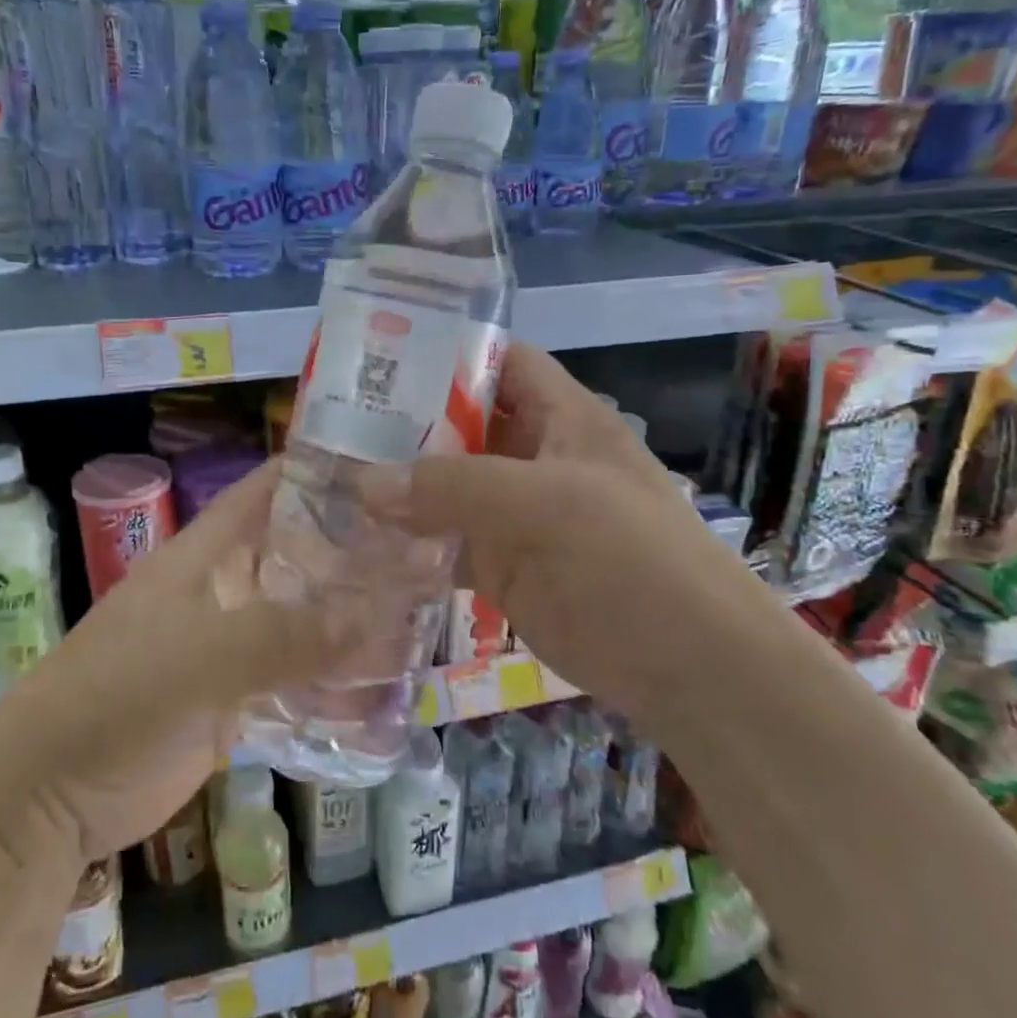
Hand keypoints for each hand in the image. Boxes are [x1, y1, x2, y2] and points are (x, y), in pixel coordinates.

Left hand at [0, 460, 391, 864]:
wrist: (48, 797)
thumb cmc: (115, 698)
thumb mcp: (200, 657)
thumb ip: (286, 636)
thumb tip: (379, 615)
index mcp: (207, 555)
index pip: (268, 490)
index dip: (322, 470)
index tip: (391, 468)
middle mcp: (224, 589)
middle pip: (298, 554)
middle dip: (357, 550)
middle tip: (432, 549)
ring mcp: (230, 645)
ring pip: (304, 618)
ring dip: (352, 618)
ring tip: (425, 613)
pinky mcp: (235, 700)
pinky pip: (296, 678)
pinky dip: (335, 679)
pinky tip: (386, 685)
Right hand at [359, 343, 749, 719]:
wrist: (688, 666)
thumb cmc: (627, 558)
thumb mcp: (543, 505)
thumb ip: (451, 486)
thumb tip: (363, 483)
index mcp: (560, 417)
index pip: (498, 361)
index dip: (444, 351)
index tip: (376, 356)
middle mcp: (533, 456)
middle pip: (460, 423)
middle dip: (403, 422)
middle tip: (329, 425)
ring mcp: (515, 514)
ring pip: (446, 486)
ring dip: (397, 485)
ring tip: (328, 478)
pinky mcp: (502, 566)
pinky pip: (444, 542)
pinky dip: (407, 540)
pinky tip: (358, 540)